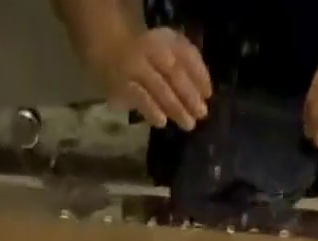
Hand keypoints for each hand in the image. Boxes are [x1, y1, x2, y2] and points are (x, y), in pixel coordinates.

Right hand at [97, 27, 211, 129]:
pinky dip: (152, 110)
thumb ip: (185, 67)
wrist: (109, 51)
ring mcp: (136, 68)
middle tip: (202, 114)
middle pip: (174, 72)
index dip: (199, 73)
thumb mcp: (166, 53)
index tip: (209, 94)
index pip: (186, 53)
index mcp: (165, 39)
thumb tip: (205, 91)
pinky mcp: (123, 87)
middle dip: (190, 94)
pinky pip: (140, 99)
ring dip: (176, 107)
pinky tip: (162, 122)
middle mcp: (151, 49)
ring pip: (159, 87)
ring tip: (189, 124)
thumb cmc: (145, 58)